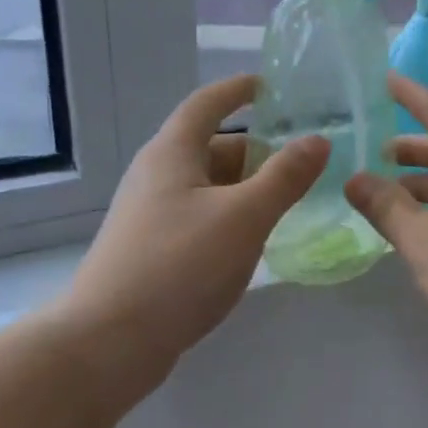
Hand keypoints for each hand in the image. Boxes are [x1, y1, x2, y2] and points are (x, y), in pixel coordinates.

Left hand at [64, 75, 327, 391]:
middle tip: (303, 162)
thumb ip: (285, 177)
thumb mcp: (244, 216)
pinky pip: (201, 217)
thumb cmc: (179, 265)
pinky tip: (255, 241)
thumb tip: (318, 140)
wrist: (108, 342)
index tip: (272, 86)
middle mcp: (157, 175)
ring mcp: (151, 215)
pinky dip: (231, 217)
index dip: (239, 90)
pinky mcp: (153, 249)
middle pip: (212, 147)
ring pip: (208, 187)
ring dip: (247, 188)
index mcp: (172, 153)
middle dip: (257, 150)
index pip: (207, 104)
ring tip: (290, 202)